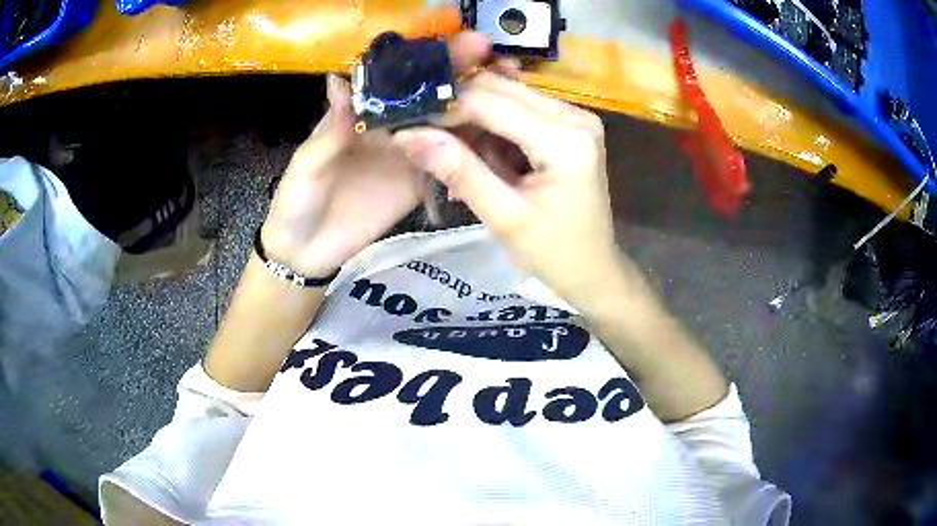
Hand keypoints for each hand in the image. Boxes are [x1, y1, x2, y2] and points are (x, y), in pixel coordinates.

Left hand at [260, 33, 497, 277]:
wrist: (309, 252)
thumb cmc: (297, 201)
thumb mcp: (307, 163)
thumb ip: (330, 129)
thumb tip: (341, 79)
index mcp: (362, 114)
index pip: (398, 79)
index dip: (427, 59)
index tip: (460, 44)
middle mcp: (391, 126)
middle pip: (430, 94)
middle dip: (463, 74)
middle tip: (498, 60)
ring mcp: (410, 153)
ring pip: (447, 124)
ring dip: (477, 107)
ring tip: (510, 90)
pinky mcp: (421, 182)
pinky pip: (450, 162)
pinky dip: (473, 150)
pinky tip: (500, 137)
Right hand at [392, 72, 616, 307]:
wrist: (594, 269)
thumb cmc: (553, 253)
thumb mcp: (503, 217)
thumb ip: (459, 171)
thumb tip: (408, 135)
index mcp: (565, 139)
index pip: (490, 102)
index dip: (445, 110)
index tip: (411, 128)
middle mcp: (575, 115)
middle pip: (499, 89)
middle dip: (459, 112)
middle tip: (430, 143)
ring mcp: (575, 116)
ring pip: (506, 95)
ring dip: (475, 120)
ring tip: (457, 158)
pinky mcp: (570, 124)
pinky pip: (519, 109)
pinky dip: (493, 128)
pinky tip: (482, 157)